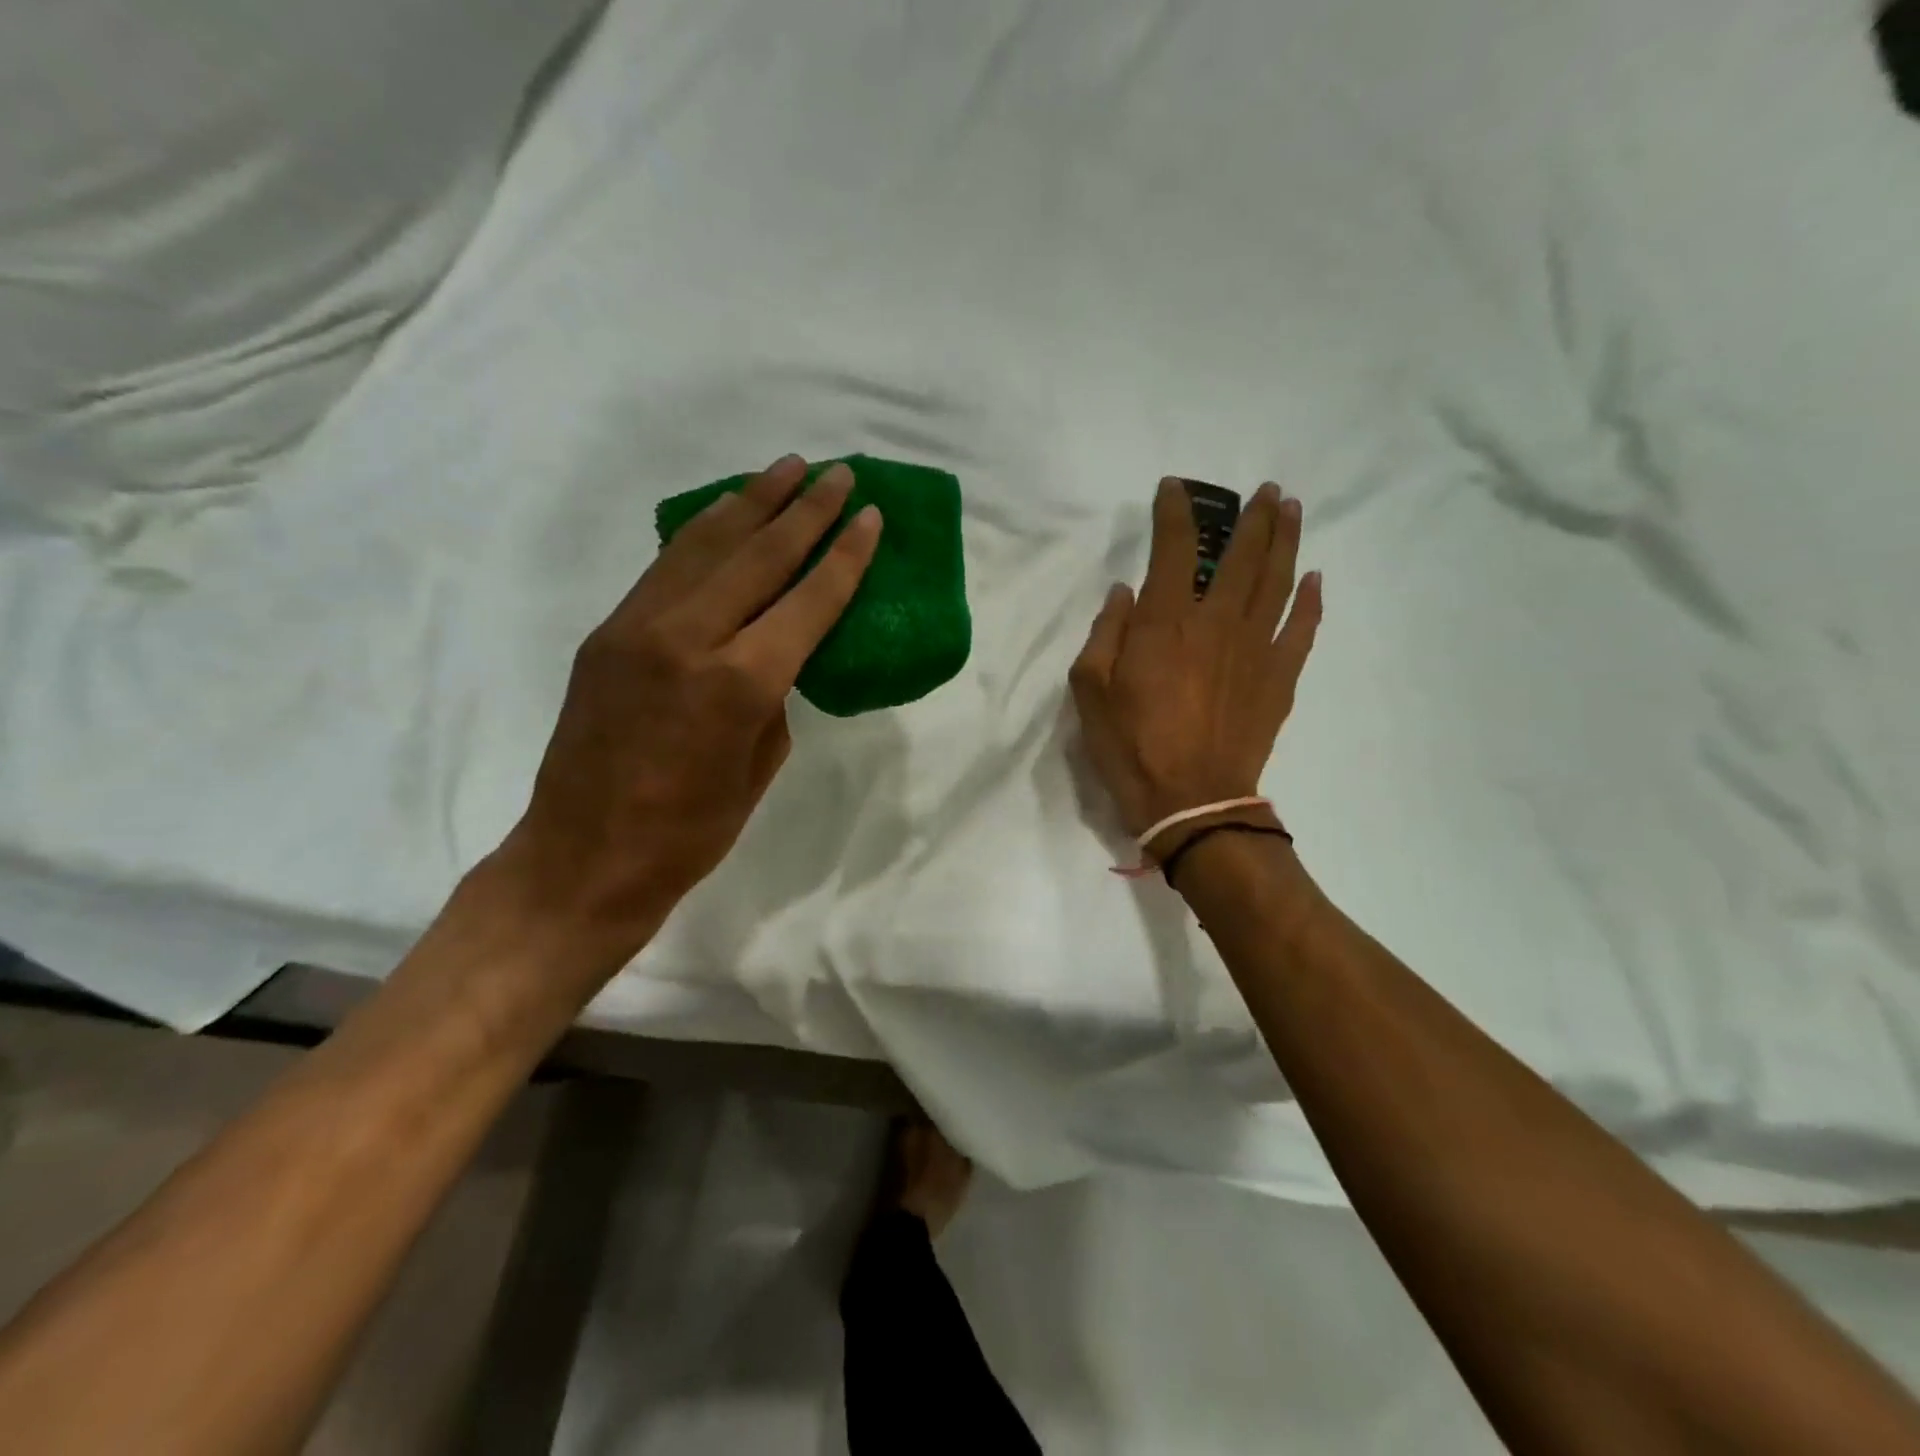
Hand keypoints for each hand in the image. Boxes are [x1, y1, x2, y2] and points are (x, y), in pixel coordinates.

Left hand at [498, 455, 880, 959]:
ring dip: (751, 503)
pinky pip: (667, 568)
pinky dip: (703, 534)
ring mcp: (639, 628)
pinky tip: (725, 514)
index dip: (844, 556)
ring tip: (785, 469)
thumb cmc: (690, 833)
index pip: (807, 601)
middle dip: (805, 510)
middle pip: (759, 556)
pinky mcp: (609, 632)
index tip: (870, 516)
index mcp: (739, 683)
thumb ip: (772, 696)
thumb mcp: (758, 766)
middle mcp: (689, 638)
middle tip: (838, 473)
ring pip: (706, 546)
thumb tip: (773, 654)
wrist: (583, 859)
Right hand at [1070, 477, 1321, 848]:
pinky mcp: (1281, 677)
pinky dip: (1311, 600)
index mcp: (1166, 622)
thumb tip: (1125, 593)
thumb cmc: (1131, 745)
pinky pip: (1303, 627)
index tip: (1174, 489)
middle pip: (1243, 555)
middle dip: (1254, 517)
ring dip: (1287, 540)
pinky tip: (1314, 578)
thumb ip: (1105, 633)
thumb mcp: (1090, 691)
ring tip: (1292, 510)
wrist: (1192, 800)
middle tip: (1265, 491)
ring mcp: (1257, 647)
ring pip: (1278, 580)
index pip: (1174, 548)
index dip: (1175, 512)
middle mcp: (1217, 621)